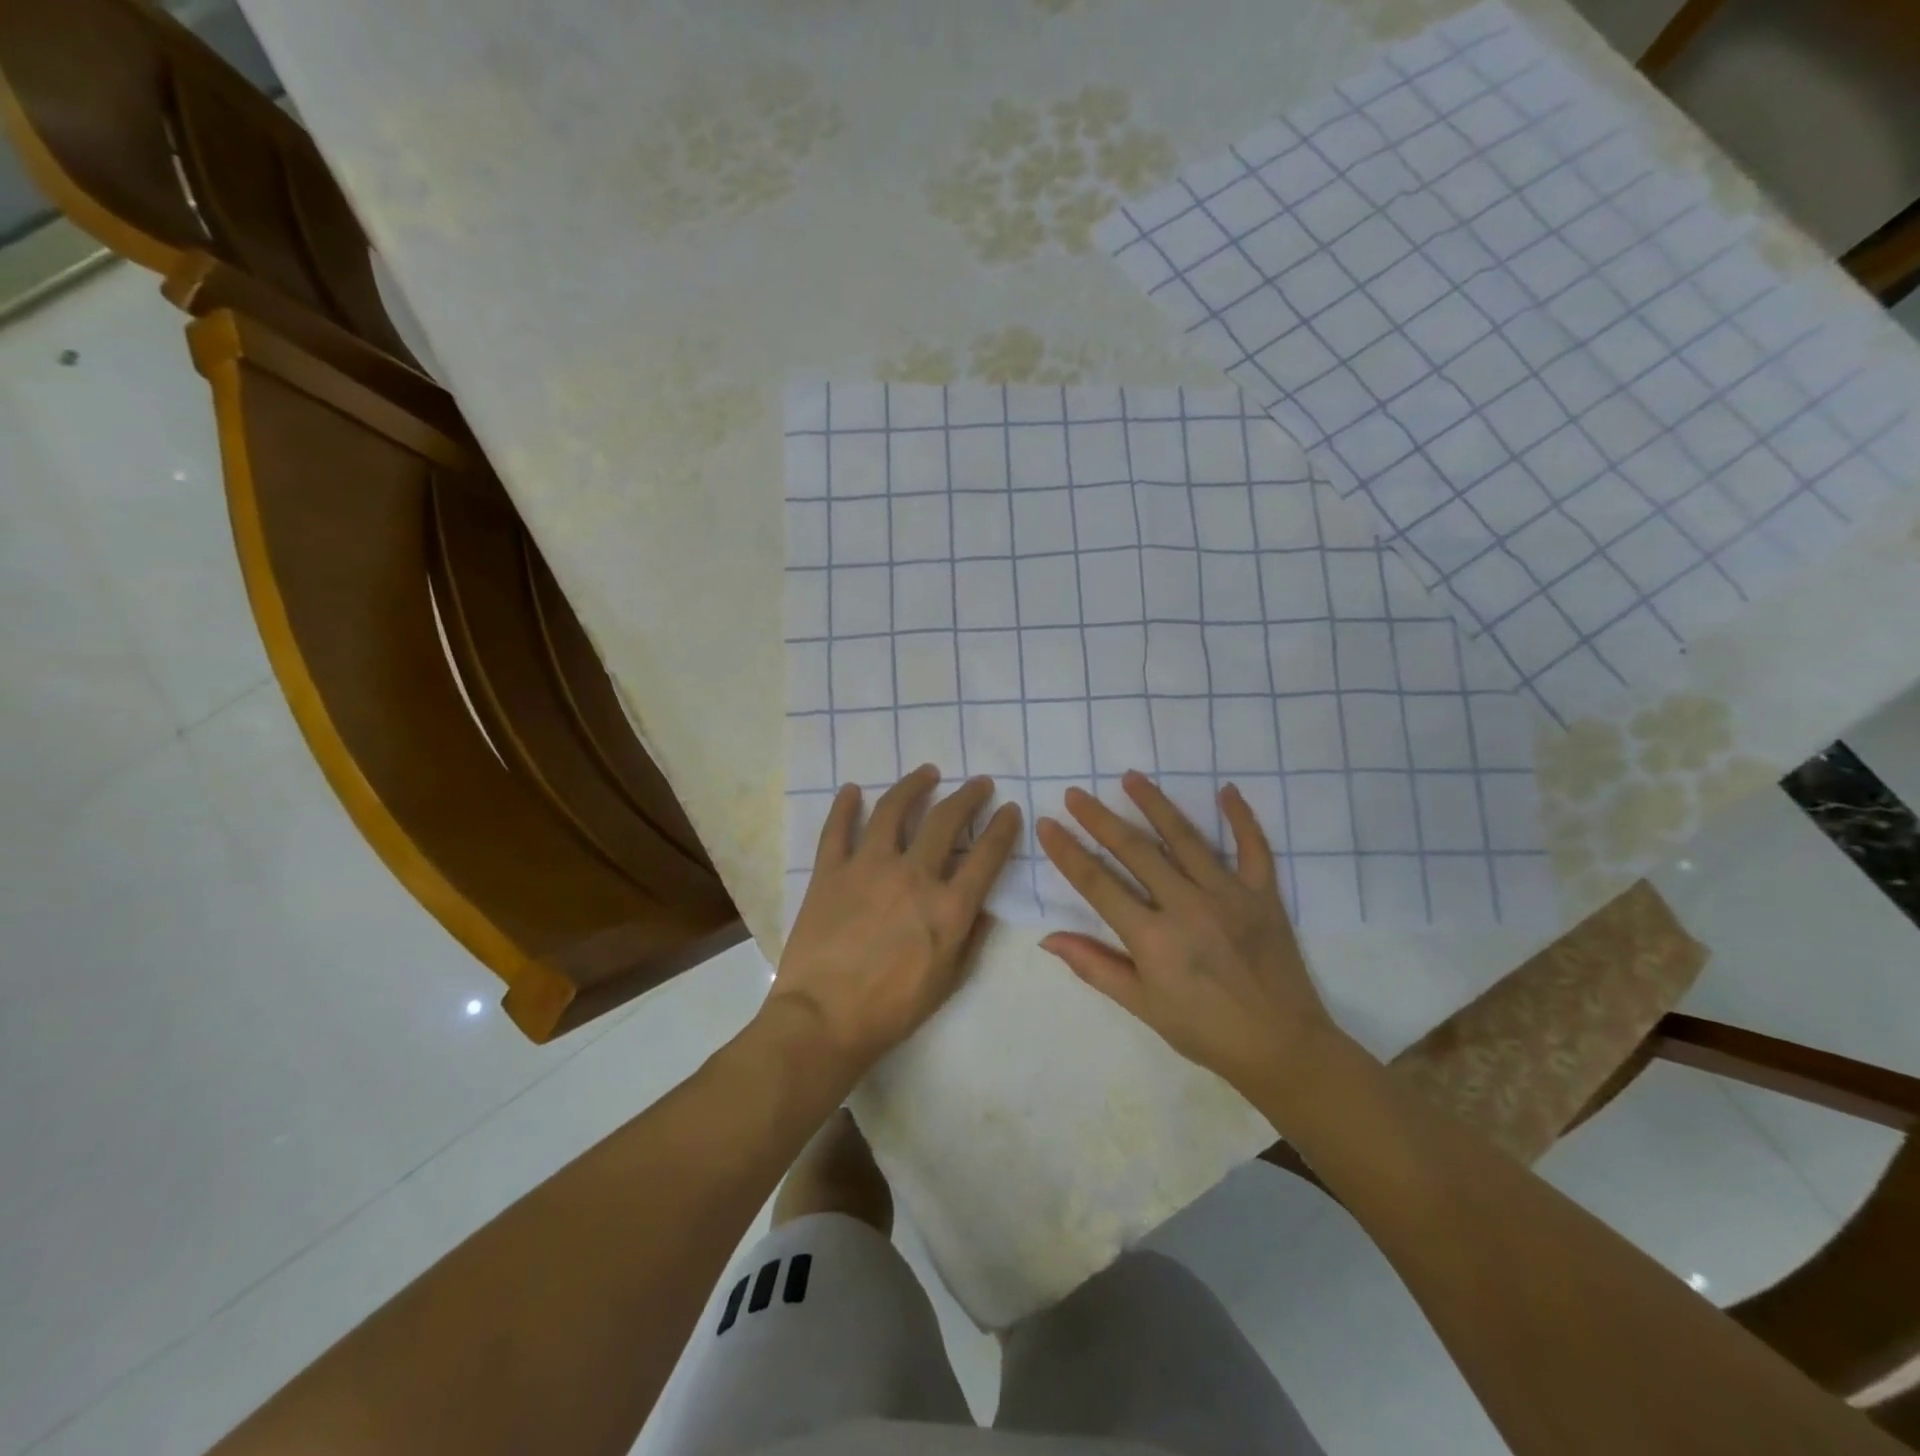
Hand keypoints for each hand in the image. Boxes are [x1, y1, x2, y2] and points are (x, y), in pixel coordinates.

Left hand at [769, 766, 1021, 1076]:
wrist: (825, 1019)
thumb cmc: (893, 1008)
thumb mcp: (949, 980)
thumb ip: (971, 937)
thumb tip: (985, 906)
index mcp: (948, 906)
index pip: (986, 855)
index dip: (1003, 828)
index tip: (1010, 809)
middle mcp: (913, 875)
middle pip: (946, 821)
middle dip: (968, 797)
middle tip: (979, 783)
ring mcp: (868, 867)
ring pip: (893, 810)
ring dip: (913, 786)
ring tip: (926, 772)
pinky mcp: (830, 872)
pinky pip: (837, 829)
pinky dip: (844, 806)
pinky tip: (852, 790)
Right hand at [1035, 770, 1336, 1104]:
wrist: (1281, 1048)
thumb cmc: (1204, 1030)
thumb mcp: (1142, 1005)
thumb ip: (1095, 967)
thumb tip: (1048, 938)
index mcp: (1153, 938)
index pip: (1098, 884)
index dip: (1068, 852)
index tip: (1047, 824)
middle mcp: (1187, 907)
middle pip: (1135, 851)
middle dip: (1100, 819)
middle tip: (1076, 794)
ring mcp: (1229, 895)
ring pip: (1185, 838)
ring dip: (1155, 804)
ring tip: (1131, 777)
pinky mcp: (1263, 895)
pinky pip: (1253, 848)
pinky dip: (1241, 818)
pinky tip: (1226, 791)